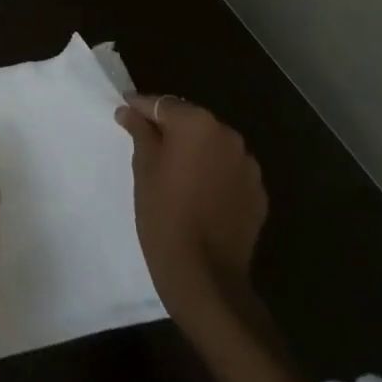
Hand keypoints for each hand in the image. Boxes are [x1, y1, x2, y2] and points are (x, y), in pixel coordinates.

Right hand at [114, 94, 266, 327]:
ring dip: (194, 150)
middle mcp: (228, 137)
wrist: (205, 276)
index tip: (124, 111)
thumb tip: (130, 112)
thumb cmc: (164, 214)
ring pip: (212, 146)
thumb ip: (140, 132)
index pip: (162, 105)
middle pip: (191, 121)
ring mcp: (248, 166)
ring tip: (174, 168)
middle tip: (146, 141)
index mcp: (197, 124)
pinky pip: (229, 171)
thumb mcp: (143, 168)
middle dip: (170, 128)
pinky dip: (213, 172)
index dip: (141, 108)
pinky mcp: (257, 194)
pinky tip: (197, 190)